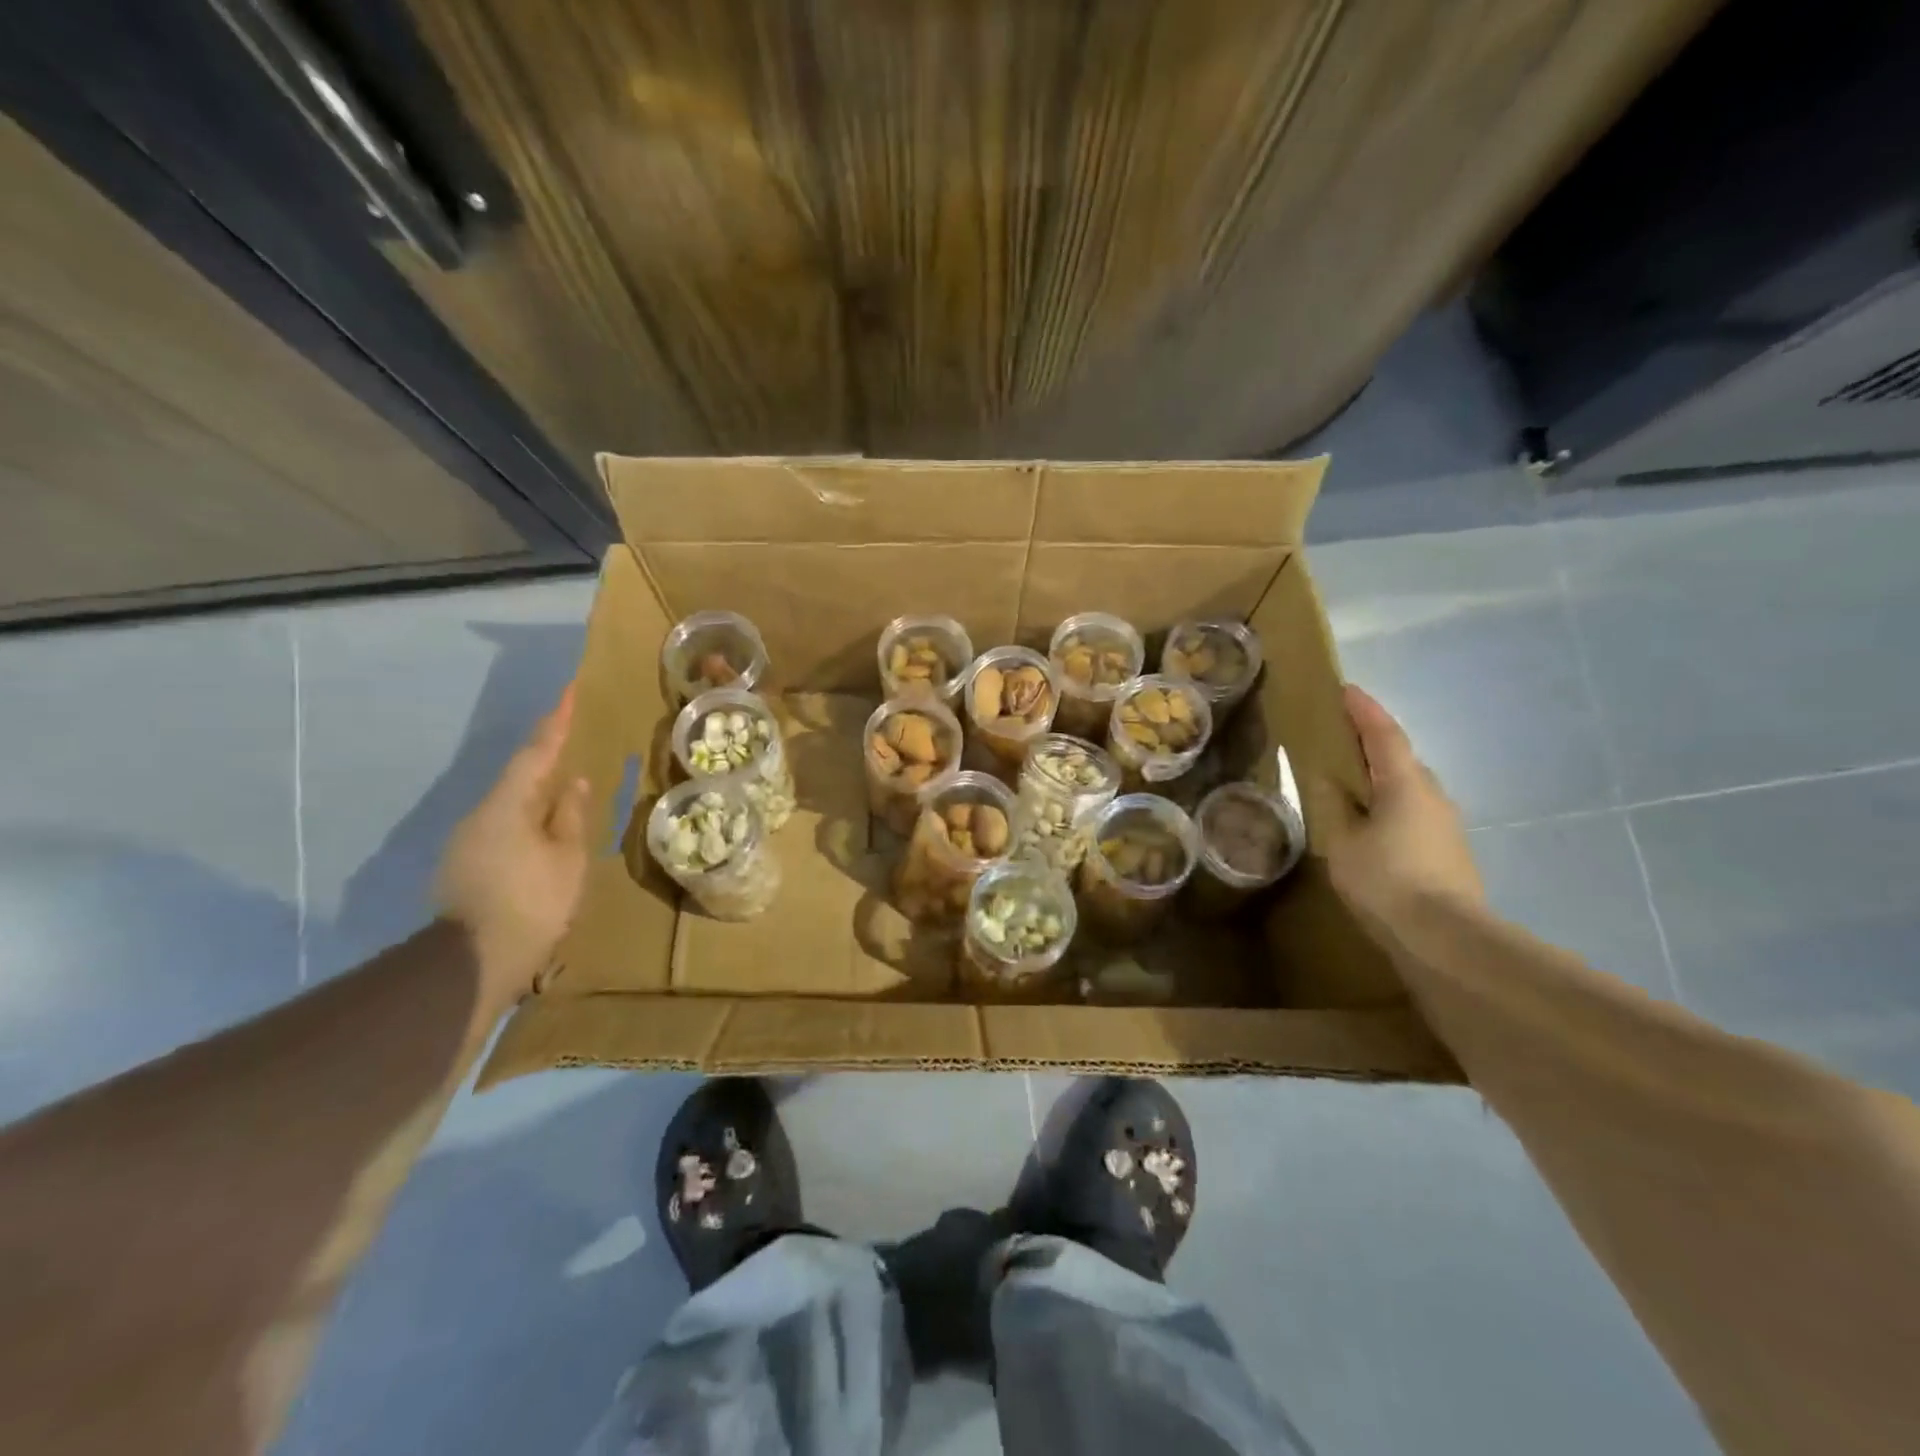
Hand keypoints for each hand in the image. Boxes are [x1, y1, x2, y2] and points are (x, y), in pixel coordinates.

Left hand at [434, 686, 591, 1018]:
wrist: (473, 962)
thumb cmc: (532, 902)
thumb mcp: (567, 857)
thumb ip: (570, 814)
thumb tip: (574, 780)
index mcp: (507, 805)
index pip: (535, 753)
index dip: (555, 723)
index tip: (567, 692)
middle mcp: (480, 815)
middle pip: (519, 777)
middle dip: (546, 758)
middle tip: (575, 741)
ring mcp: (468, 842)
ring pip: (511, 805)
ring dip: (538, 794)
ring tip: (568, 791)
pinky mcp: (466, 866)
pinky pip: (505, 828)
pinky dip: (529, 820)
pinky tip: (546, 833)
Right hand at [1327, 685, 1482, 933]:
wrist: (1446, 939)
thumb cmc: (1387, 880)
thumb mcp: (1342, 841)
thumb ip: (1333, 806)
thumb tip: (1328, 782)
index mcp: (1404, 783)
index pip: (1383, 734)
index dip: (1364, 710)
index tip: (1346, 689)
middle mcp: (1432, 795)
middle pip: (1400, 758)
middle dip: (1372, 743)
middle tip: (1339, 739)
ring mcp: (1445, 825)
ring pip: (1407, 788)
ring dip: (1381, 778)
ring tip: (1349, 783)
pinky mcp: (1448, 852)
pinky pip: (1412, 812)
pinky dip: (1388, 805)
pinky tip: (1370, 824)